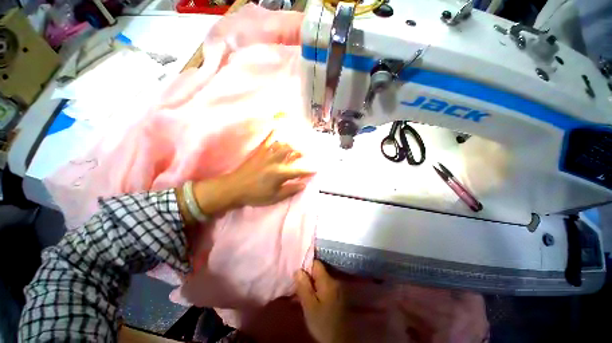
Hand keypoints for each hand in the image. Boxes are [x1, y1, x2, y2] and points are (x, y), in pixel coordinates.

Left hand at [191, 130, 314, 215]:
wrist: (234, 188)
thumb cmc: (255, 195)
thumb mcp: (274, 197)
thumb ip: (290, 190)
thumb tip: (303, 185)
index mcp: (280, 174)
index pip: (298, 171)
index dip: (308, 171)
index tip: (315, 170)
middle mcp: (276, 162)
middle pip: (292, 153)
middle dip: (302, 152)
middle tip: (308, 152)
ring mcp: (267, 155)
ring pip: (282, 145)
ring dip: (291, 144)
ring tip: (296, 144)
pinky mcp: (259, 152)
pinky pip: (267, 141)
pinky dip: (273, 134)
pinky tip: (277, 128)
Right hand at [295, 261, 349, 342]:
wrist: (338, 341)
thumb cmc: (322, 323)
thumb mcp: (309, 306)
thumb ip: (303, 286)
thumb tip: (298, 270)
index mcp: (328, 281)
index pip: (316, 264)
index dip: (306, 267)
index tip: (298, 277)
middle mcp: (334, 281)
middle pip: (318, 271)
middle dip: (307, 277)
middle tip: (297, 288)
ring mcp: (337, 288)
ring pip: (320, 280)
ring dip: (311, 285)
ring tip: (302, 295)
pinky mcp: (337, 296)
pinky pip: (324, 287)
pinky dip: (317, 290)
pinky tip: (311, 299)